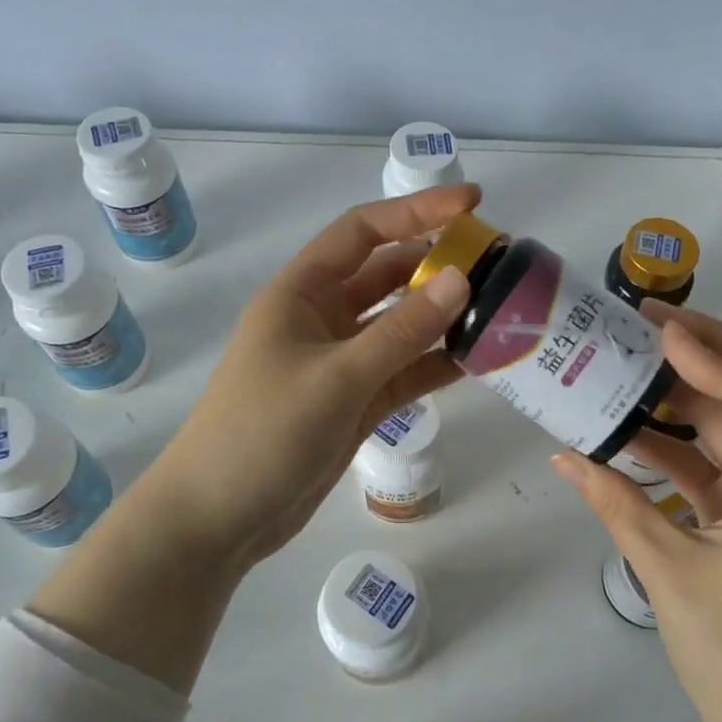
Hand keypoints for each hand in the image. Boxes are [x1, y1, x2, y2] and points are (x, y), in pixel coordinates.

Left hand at [137, 185, 477, 578]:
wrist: (219, 518)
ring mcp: (341, 363)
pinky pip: (403, 371)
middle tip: (500, 264)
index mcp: (302, 293)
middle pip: (388, 276)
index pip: (364, 232)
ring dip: (444, 317)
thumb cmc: (263, 433)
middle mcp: (323, 319)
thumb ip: (401, 332)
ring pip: (401, 326)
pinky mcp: (355, 403)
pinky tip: (479, 359)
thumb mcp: (336, 378)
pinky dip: (436, 364)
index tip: (473, 203)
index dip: (417, 211)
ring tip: (502, 309)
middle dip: (439, 265)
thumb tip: (461, 279)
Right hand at [551, 305, 721, 721]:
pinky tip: (623, 433)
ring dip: (679, 396)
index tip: (659, 338)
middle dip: (700, 353)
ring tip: (623, 363)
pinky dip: (670, 447)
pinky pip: (708, 465)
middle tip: (637, 324)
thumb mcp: (668, 571)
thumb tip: (563, 457)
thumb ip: (616, 505)